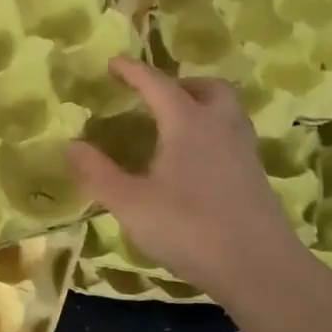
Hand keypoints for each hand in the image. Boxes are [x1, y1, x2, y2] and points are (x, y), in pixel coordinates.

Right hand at [67, 57, 315, 310]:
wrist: (259, 268)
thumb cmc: (188, 228)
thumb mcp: (130, 203)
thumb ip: (97, 173)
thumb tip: (71, 145)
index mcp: (187, 123)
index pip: (157, 84)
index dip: (133, 71)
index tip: (114, 63)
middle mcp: (220, 127)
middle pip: (207, 87)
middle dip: (180, 84)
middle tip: (156, 97)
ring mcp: (244, 151)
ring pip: (226, 111)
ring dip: (201, 106)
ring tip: (175, 126)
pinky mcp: (256, 176)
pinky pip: (233, 136)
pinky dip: (212, 134)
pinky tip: (196, 162)